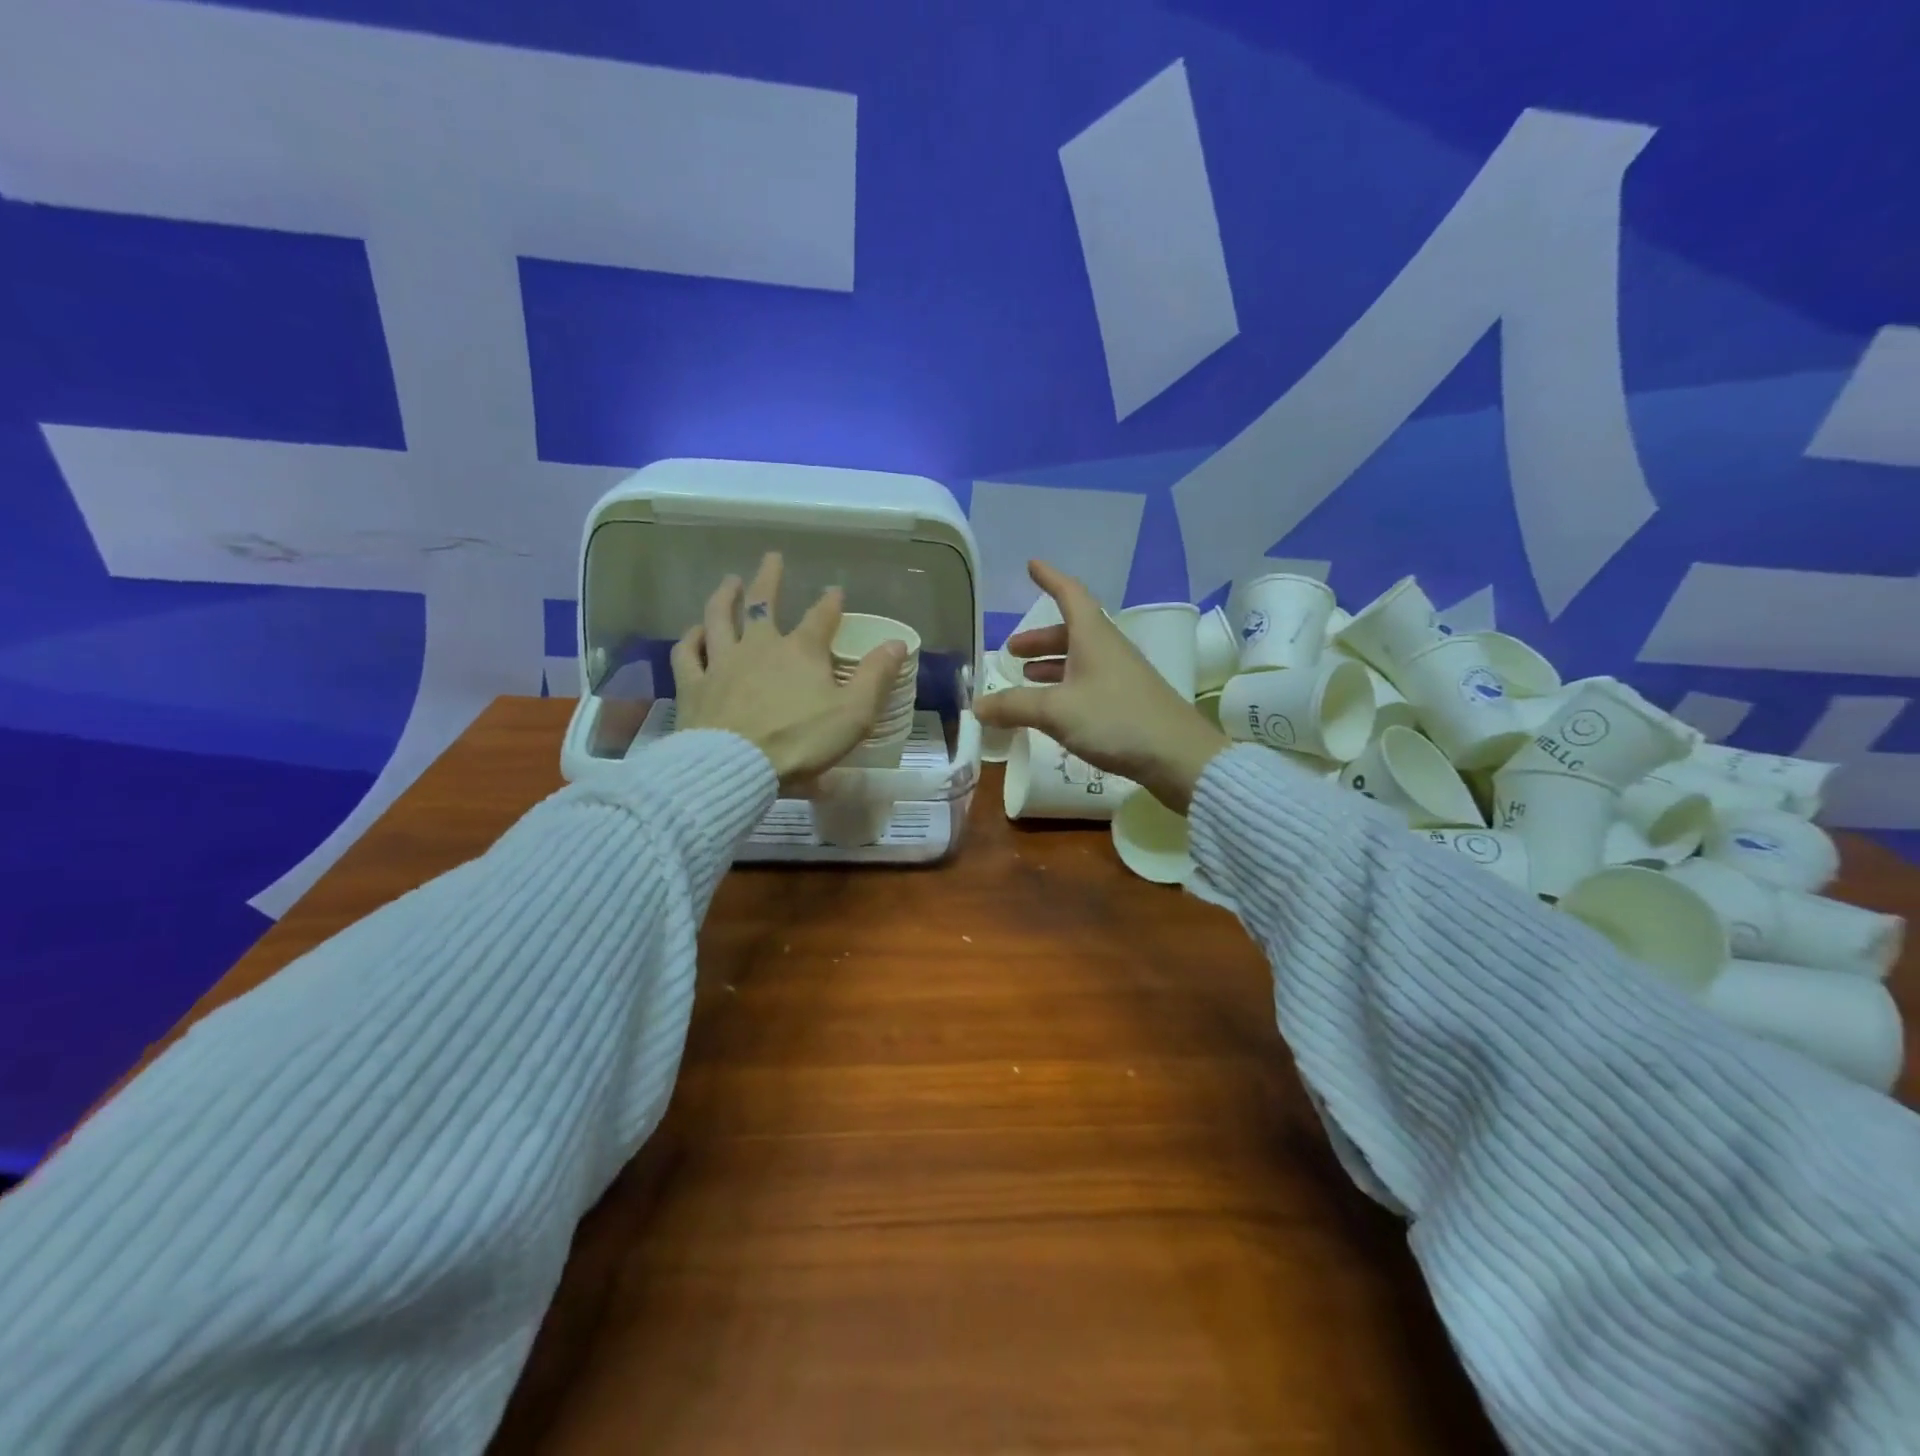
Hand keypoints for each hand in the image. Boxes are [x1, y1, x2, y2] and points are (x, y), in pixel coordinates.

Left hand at [672, 553, 906, 787]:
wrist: (736, 767)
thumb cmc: (801, 741)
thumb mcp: (854, 712)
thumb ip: (876, 676)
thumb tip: (897, 642)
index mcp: (801, 651)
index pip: (820, 617)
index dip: (830, 602)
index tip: (835, 590)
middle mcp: (759, 646)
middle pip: (763, 604)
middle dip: (769, 579)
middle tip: (772, 558)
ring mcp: (722, 663)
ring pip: (719, 618)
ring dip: (725, 597)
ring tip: (730, 582)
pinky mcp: (694, 685)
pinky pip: (689, 653)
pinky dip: (692, 638)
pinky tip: (694, 632)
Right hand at [976, 561, 1229, 812]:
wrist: (1178, 757)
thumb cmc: (1116, 720)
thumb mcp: (1056, 711)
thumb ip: (1014, 706)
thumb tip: (977, 706)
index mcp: (1094, 637)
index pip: (1070, 595)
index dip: (1050, 579)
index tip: (1032, 566)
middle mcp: (1109, 649)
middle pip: (1071, 632)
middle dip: (1039, 639)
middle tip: (1012, 651)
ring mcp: (1121, 676)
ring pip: (1079, 659)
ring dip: (1051, 664)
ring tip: (1025, 678)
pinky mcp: (1128, 702)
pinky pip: (1088, 683)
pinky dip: (1065, 687)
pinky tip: (1053, 709)